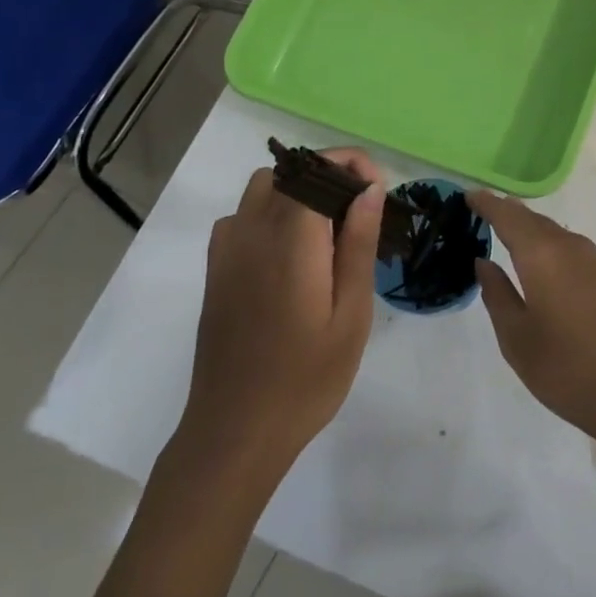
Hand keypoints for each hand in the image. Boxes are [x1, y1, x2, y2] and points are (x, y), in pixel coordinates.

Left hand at [180, 149, 386, 475]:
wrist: (236, 431)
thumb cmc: (306, 378)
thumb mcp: (351, 314)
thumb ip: (359, 245)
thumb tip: (370, 189)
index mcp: (291, 240)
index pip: (318, 169)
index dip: (352, 165)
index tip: (379, 190)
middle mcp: (252, 231)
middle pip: (291, 172)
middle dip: (331, 175)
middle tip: (362, 213)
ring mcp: (227, 249)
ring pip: (264, 188)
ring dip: (299, 190)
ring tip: (329, 230)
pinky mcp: (216, 269)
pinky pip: (242, 216)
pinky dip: (271, 212)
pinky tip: (291, 252)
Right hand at [472, 189, 595, 587]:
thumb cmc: (566, 367)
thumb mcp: (516, 337)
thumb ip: (497, 294)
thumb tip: (484, 262)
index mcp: (541, 253)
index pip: (508, 215)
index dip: (486, 203)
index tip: (467, 196)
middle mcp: (568, 245)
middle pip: (532, 218)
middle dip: (506, 212)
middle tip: (480, 212)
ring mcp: (592, 260)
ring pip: (552, 231)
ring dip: (528, 228)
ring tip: (504, 234)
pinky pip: (567, 246)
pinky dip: (546, 243)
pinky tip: (539, 262)